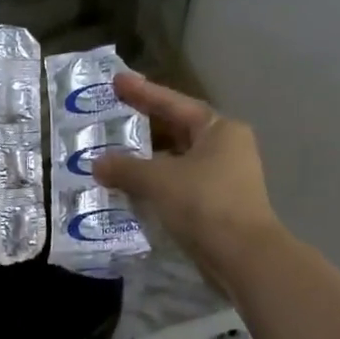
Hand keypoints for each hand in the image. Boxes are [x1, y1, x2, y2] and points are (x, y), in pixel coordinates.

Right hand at [91, 74, 283, 281]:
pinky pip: (180, 183)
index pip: (174, 103)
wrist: (243, 257)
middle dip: (144, 126)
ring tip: (114, 155)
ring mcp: (225, 177)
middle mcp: (226, 147)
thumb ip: (125, 167)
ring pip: (178, 159)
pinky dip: (156, 182)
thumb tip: (96, 164)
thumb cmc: (204, 203)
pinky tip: (131, 186)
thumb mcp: (158, 180)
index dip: (143, 92)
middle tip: (111, 117)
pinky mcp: (218, 204)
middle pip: (178, 129)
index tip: (116, 81)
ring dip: (147, 159)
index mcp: (219, 129)